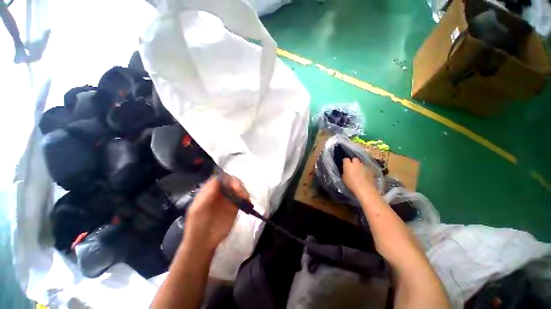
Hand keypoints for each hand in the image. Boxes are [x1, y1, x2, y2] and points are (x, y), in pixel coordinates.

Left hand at [185, 176, 248, 250]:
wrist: (204, 242)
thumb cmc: (197, 225)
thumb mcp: (197, 209)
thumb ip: (207, 194)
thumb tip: (217, 179)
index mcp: (209, 190)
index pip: (220, 178)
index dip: (227, 179)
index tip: (232, 186)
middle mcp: (220, 192)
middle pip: (231, 181)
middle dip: (237, 184)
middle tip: (240, 193)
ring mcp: (228, 198)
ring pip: (238, 188)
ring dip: (243, 190)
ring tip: (245, 198)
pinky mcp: (235, 205)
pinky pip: (242, 197)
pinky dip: (246, 197)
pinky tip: (247, 201)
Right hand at [342, 157, 378, 194]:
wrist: (365, 189)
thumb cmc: (351, 184)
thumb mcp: (344, 178)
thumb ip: (344, 172)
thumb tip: (346, 170)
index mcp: (348, 164)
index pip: (345, 159)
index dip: (345, 162)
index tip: (345, 166)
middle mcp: (356, 163)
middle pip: (354, 159)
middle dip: (353, 162)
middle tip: (352, 168)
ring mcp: (364, 166)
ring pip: (361, 164)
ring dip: (359, 167)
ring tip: (359, 173)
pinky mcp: (371, 170)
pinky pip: (366, 168)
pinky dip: (365, 171)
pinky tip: (364, 176)